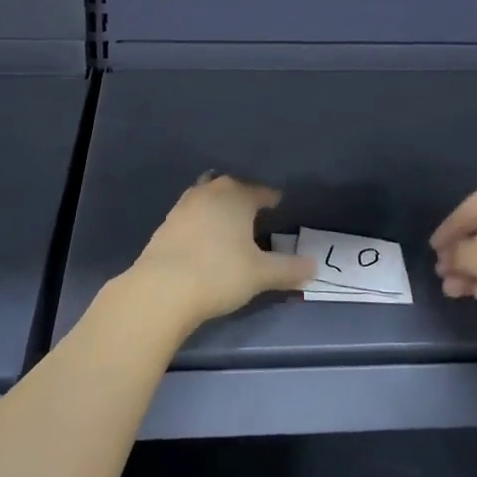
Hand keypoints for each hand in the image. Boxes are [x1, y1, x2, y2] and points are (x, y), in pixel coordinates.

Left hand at [127, 174, 314, 327]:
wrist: (162, 288)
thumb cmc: (220, 273)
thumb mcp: (261, 274)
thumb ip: (289, 269)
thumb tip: (314, 267)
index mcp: (236, 195)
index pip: (260, 191)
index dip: (272, 198)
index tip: (279, 203)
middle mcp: (209, 191)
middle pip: (231, 188)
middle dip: (243, 197)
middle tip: (255, 213)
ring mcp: (183, 206)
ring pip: (207, 198)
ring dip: (219, 208)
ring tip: (229, 225)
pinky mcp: (165, 224)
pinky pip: (191, 216)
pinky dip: (201, 223)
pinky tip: (205, 241)